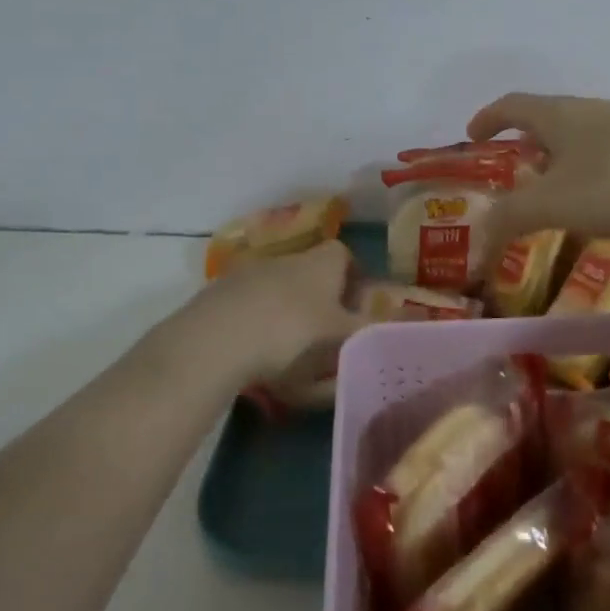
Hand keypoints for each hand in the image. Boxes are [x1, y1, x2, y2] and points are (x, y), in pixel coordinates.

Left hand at [199, 239, 361, 380]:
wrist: (217, 337)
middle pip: (312, 272)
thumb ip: (366, 333)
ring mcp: (252, 271)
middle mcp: (290, 257)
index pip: (346, 256)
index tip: (356, 310)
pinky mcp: (221, 292)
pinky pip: (250, 305)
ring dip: (287, 313)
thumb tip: (393, 329)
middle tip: (326, 337)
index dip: (354, 280)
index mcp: (323, 261)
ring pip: (280, 289)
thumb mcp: (339, 338)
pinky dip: (257, 323)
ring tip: (289, 353)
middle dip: (321, 300)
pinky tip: (254, 354)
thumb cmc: (292, 331)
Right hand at [466, 93, 609, 256]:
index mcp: (558, 115)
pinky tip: (605, 202)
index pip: (512, 105)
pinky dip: (593, 173)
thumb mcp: (555, 203)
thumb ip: (512, 217)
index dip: (488, 118)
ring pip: (582, 137)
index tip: (473, 135)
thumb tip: (480, 233)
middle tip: (516, 172)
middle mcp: (590, 111)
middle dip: (527, 143)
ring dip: (562, 160)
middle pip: (548, 119)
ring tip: (558, 193)